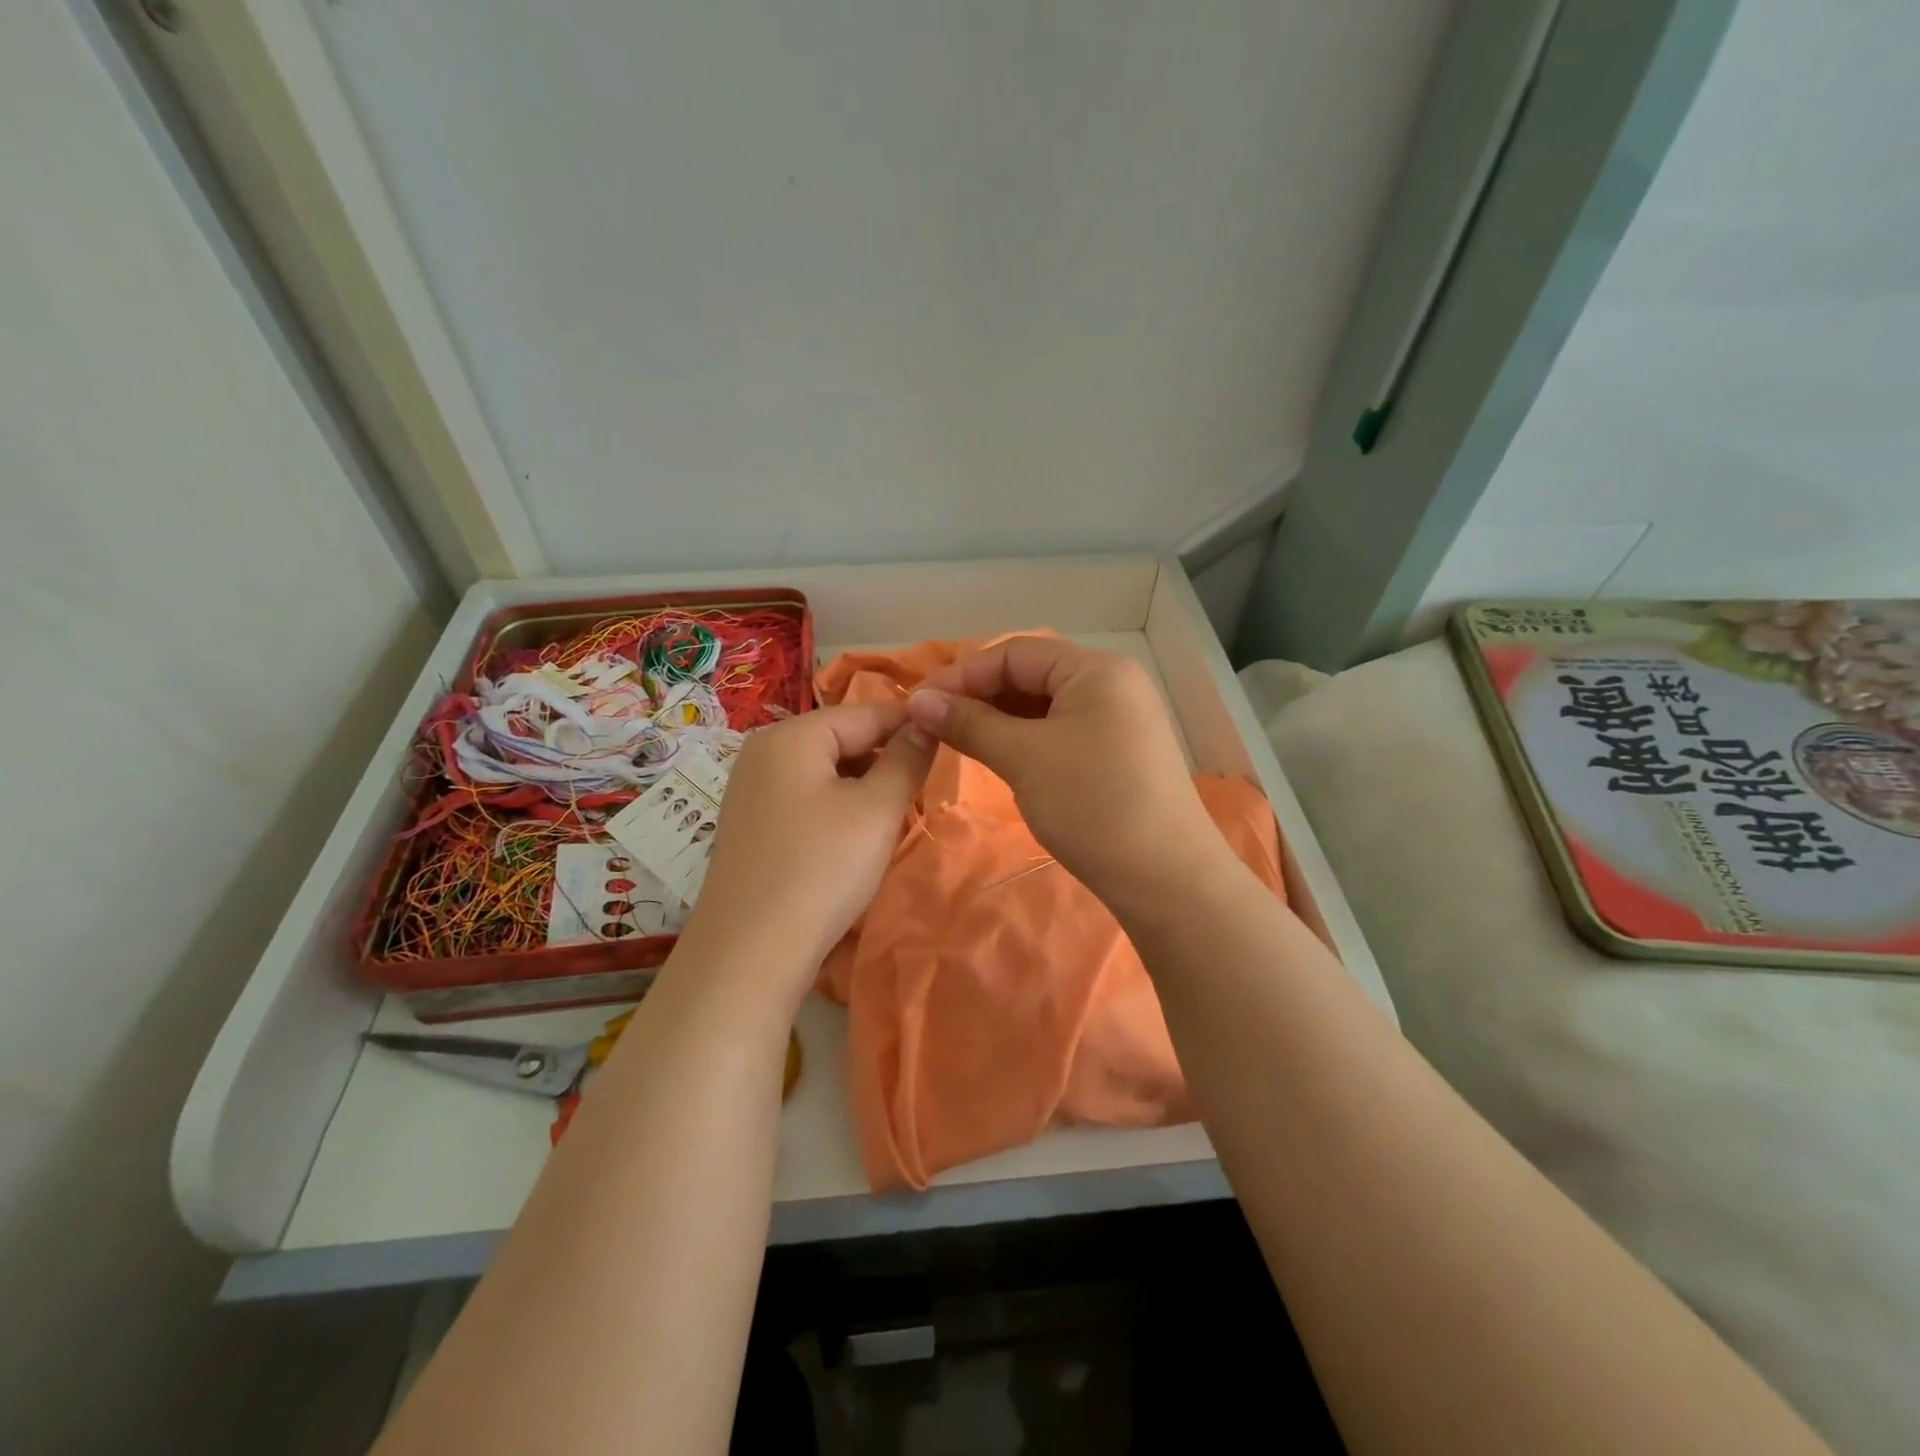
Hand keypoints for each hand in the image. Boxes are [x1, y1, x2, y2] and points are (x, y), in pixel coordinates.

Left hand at [678, 701, 934, 1003]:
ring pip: (826, 772)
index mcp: (790, 736)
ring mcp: (752, 792)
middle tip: (927, 782)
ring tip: (898, 810)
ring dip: (865, 785)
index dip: (911, 722)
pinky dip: (838, 807)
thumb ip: (906, 758)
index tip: (952, 734)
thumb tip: (925, 722)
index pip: (865, 712)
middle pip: (841, 739)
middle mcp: (764, 753)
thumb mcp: (876, 810)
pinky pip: (807, 799)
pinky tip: (858, 835)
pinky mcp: (753, 827)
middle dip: (886, 756)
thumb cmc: (821, 869)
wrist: (750, 953)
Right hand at [906, 637, 1222, 907]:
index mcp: (1096, 670)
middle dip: (980, 695)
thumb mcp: (1024, 758)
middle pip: (1032, 674)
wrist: (1165, 878)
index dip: (963, 674)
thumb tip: (919, 701)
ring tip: (959, 740)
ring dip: (1000, 719)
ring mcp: (1120, 719)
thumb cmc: (1092, 804)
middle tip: (935, 723)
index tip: (919, 703)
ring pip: (1045, 705)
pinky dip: (1026, 739)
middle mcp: (1112, 684)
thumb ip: (969, 723)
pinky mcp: (1120, 752)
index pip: (1015, 653)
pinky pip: (1062, 731)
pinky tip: (1000, 756)